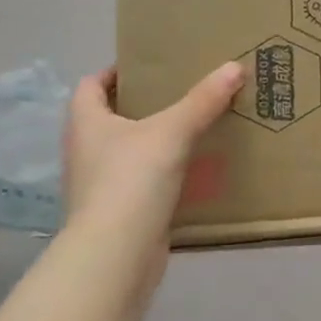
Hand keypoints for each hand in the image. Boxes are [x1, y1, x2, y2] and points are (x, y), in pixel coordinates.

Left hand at [62, 64, 244, 253]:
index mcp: (87, 124)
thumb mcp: (173, 132)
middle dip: (144, 104)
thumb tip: (234, 66)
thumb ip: (203, 100)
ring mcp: (101, 184)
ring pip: (129, 150)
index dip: (115, 72)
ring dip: (156, 140)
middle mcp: (87, 151)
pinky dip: (165, 172)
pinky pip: (144, 181)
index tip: (150, 66)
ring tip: (195, 127)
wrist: (116, 254)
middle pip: (110, 117)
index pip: (90, 85)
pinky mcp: (120, 211)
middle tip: (184, 92)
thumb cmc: (132, 180)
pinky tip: (195, 169)